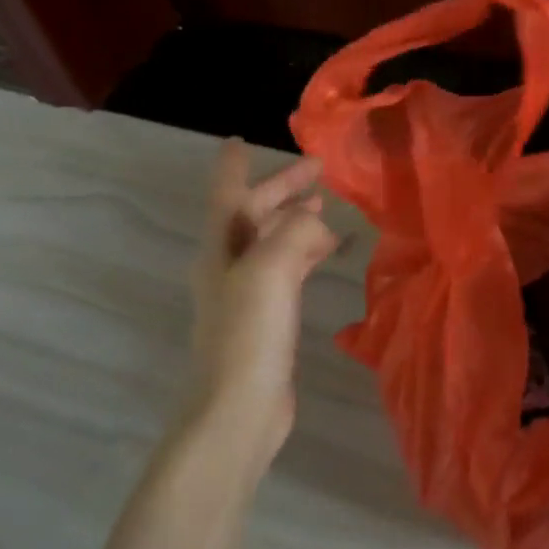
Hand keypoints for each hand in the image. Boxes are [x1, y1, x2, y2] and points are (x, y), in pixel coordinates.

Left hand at [188, 141, 338, 466]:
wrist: (238, 409)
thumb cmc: (248, 333)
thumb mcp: (270, 269)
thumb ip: (295, 231)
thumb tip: (316, 220)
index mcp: (220, 248)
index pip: (227, 193)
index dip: (233, 165)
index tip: (242, 139)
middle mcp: (229, 264)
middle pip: (254, 214)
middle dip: (283, 189)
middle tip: (319, 169)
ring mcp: (247, 293)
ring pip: (273, 241)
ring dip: (296, 219)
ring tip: (327, 205)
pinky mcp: (266, 318)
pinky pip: (288, 269)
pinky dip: (306, 252)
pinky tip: (329, 252)